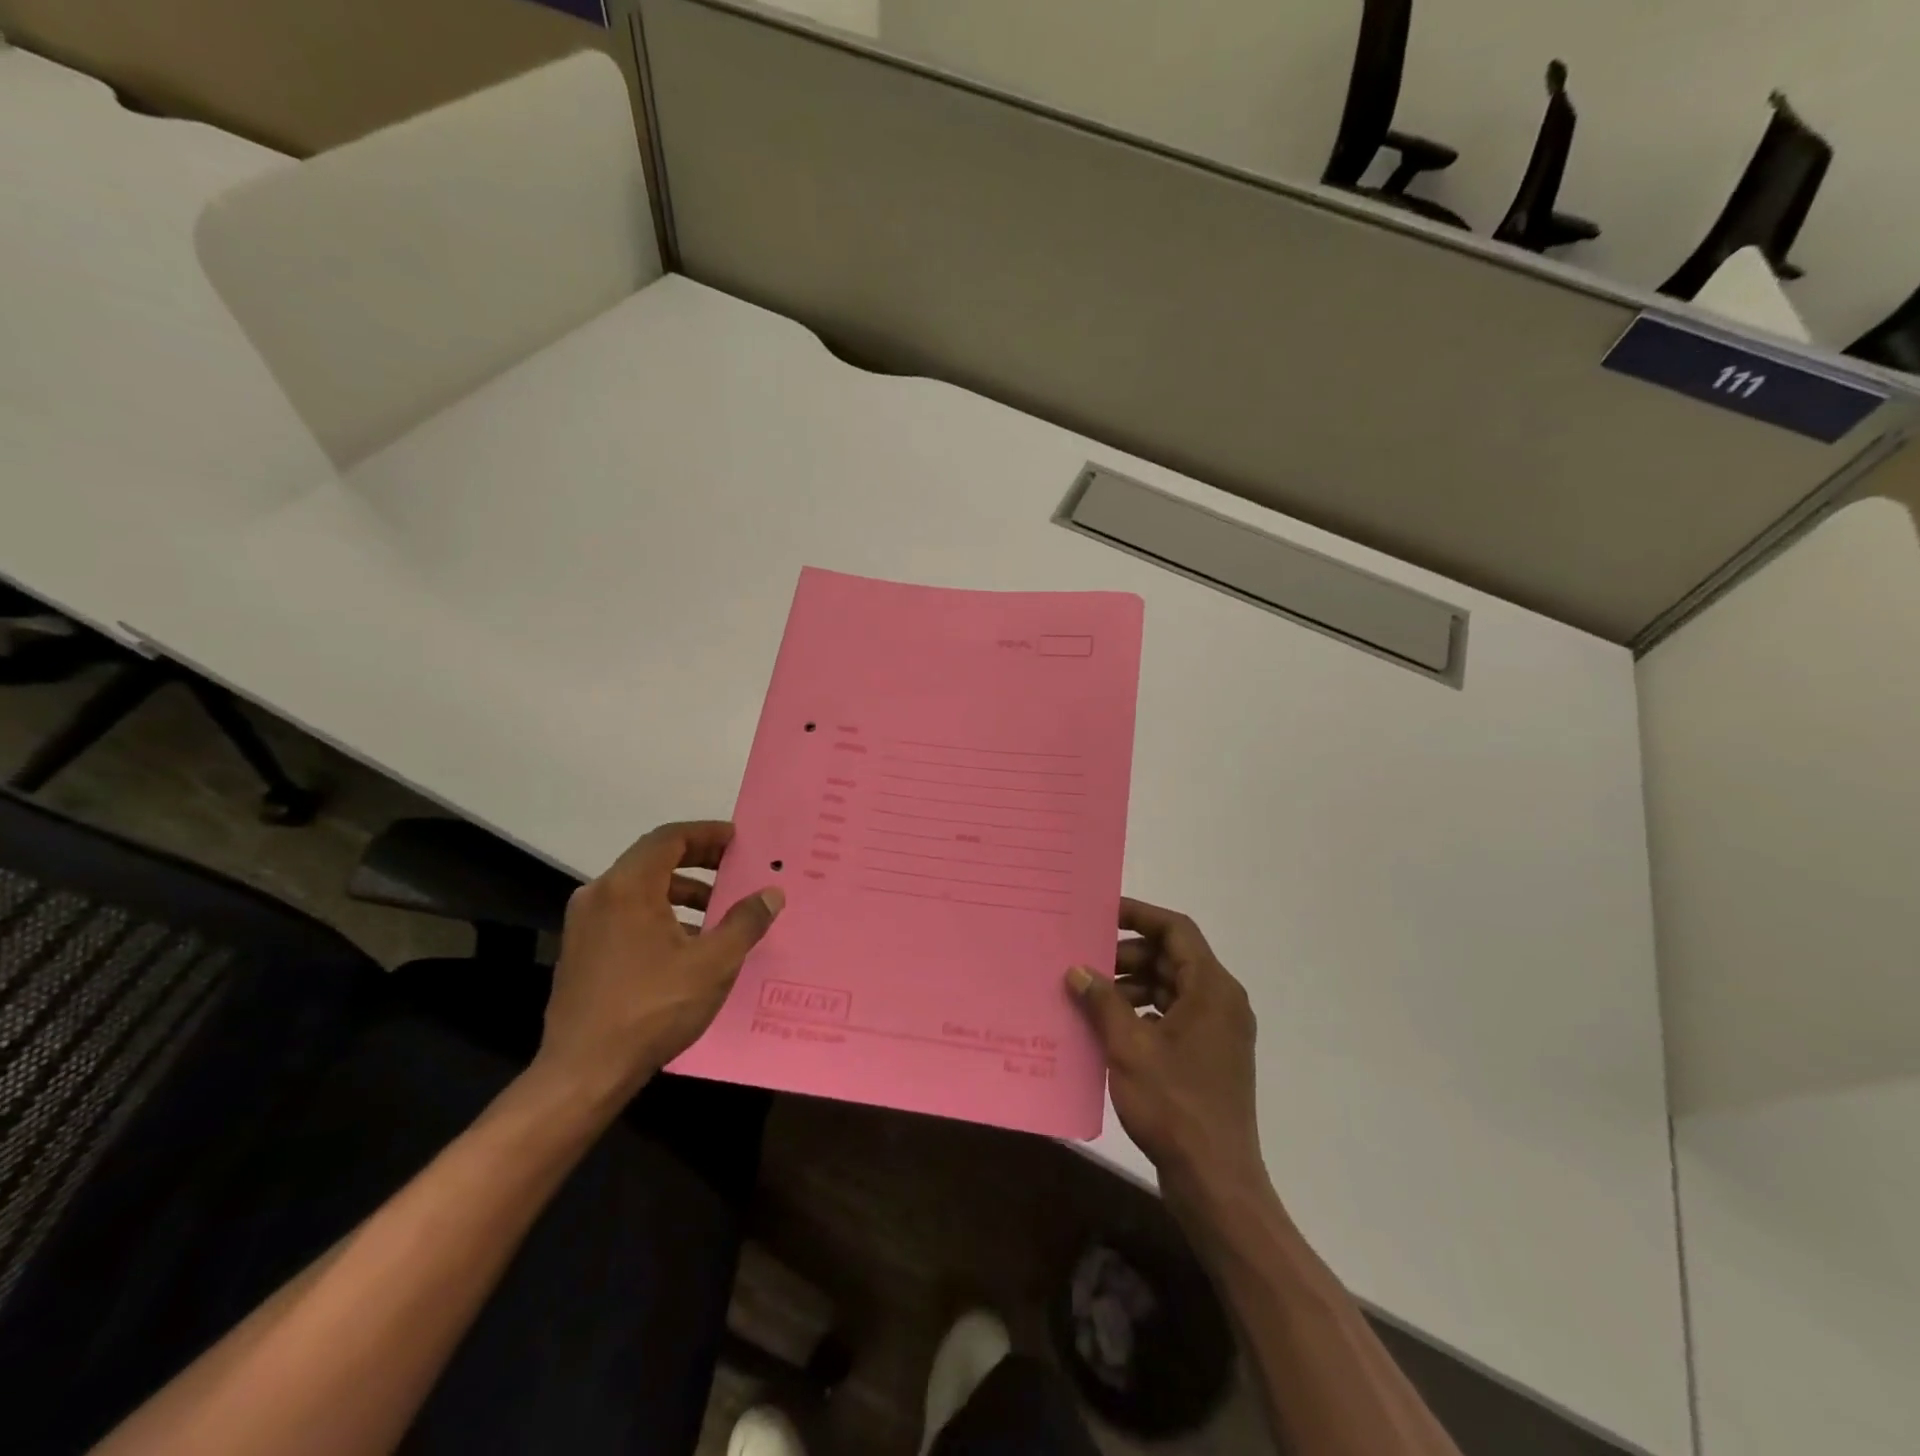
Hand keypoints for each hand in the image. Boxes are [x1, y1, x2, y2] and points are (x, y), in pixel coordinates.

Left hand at [535, 821, 782, 1104]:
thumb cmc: (652, 1009)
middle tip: (733, 868)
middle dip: (697, 860)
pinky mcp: (579, 951)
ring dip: (679, 890)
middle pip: (652, 859)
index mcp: (628, 887)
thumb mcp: (713, 964)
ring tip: (715, 909)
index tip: (737, 840)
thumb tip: (771, 894)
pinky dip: (658, 913)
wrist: (583, 1072)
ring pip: (638, 889)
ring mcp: (584, 924)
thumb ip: (745, 922)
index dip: (706, 834)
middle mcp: (599, 894)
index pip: (669, 838)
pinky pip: (625, 913)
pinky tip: (685, 943)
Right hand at [1067, 898, 1263, 1197]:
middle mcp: (1222, 1002)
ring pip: (1172, 988)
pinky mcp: (1210, 1057)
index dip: (1140, 915)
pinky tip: (1110, 1028)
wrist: (1215, 1181)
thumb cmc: (1174, 1105)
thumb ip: (1102, 1001)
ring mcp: (1219, 1031)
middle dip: (1129, 955)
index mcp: (1212, 989)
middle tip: (1087, 963)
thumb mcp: (1129, 1046)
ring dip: (1133, 986)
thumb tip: (1077, 970)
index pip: (1177, 930)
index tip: (1102, 912)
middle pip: (1173, 958)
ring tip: (1091, 996)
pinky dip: (1144, 1013)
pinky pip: (1175, 1016)